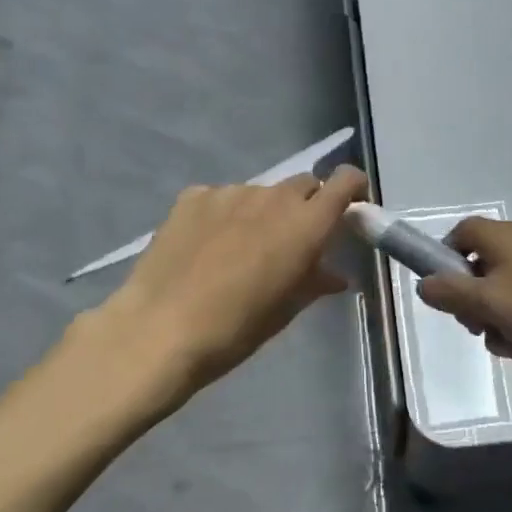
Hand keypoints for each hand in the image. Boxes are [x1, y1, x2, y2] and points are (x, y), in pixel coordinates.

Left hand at [98, 167, 367, 404]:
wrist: (159, 329)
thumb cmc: (234, 330)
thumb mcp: (284, 310)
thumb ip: (314, 281)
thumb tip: (335, 274)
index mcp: (305, 224)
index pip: (344, 181)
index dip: (352, 188)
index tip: (349, 207)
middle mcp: (273, 197)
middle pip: (304, 184)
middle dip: (307, 205)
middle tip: (293, 239)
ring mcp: (231, 192)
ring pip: (261, 192)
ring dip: (263, 212)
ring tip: (241, 248)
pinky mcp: (194, 195)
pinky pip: (223, 197)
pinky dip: (226, 214)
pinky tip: (207, 245)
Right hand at [416, 218, 511, 387]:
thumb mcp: (492, 305)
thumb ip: (452, 294)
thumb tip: (424, 284)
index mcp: (505, 237)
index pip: (461, 233)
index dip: (446, 261)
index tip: (447, 296)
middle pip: (482, 269)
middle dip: (476, 305)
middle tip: (485, 330)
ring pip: (507, 296)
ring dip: (504, 325)